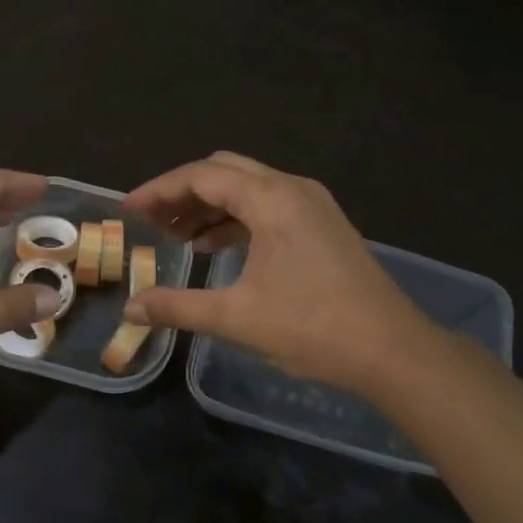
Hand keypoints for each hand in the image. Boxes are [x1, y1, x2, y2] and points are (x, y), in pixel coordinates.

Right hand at [121, 152, 434, 394]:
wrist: (392, 351)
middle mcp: (293, 189)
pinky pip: (268, 207)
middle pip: (224, 172)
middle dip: (183, 193)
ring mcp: (312, 205)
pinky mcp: (322, 225)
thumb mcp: (236, 318)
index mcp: (272, 199)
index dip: (160, 190)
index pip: (203, 175)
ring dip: (209, 206)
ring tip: (176, 237)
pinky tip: (216, 248)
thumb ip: (177, 307)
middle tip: (151, 222)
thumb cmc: (313, 328)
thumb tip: (131, 309)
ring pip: (247, 188)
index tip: (129, 210)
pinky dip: (236, 220)